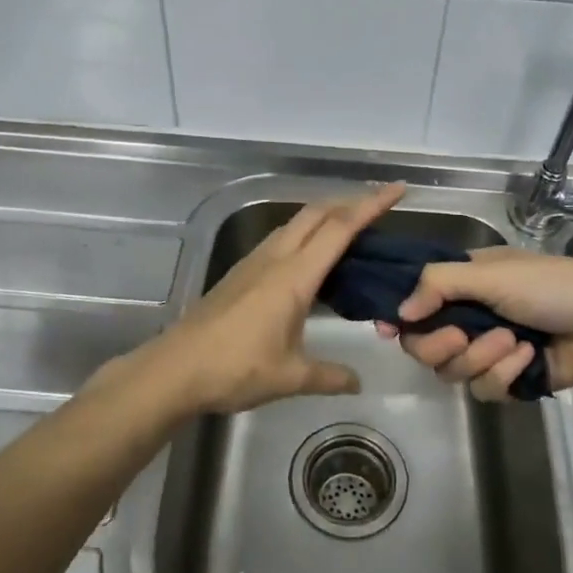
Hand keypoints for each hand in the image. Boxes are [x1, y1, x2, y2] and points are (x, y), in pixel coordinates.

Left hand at [114, 182, 406, 418]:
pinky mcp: (240, 273)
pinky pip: (281, 239)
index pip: (340, 228)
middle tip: (380, 207)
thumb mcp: (290, 377)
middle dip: (350, 202)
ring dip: (325, 216)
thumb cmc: (235, 369)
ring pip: (296, 223)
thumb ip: (329, 376)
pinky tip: (310, 258)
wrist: (175, 369)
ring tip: (350, 228)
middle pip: (317, 214)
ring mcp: (254, 262)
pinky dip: (305, 234)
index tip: (398, 190)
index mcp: (294, 275)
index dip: (371, 205)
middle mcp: (275, 258)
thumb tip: (358, 382)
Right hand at [376, 249, 572, 401]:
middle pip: (425, 346)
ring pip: (453, 372)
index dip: (402, 319)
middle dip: (442, 344)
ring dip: (482, 358)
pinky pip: (485, 389)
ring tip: (514, 342)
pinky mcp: (509, 379)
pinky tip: (530, 358)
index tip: (391, 331)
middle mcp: (469, 316)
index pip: (415, 304)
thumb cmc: (551, 285)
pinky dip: (506, 374)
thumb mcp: (491, 273)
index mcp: (463, 283)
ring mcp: (488, 350)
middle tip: (463, 336)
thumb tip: (398, 314)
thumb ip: (438, 285)